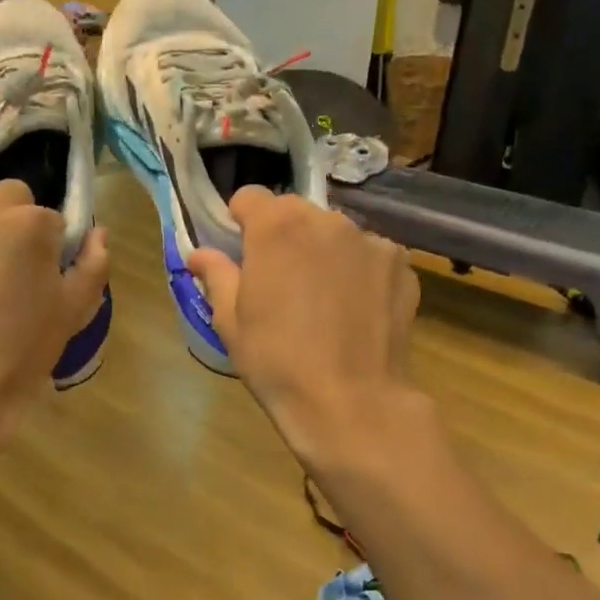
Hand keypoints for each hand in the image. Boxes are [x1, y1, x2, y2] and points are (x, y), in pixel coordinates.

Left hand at [0, 180, 107, 449]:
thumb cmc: (24, 351)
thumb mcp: (74, 310)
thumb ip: (93, 263)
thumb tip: (98, 233)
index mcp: (28, 224)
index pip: (50, 216)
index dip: (50, 244)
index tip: (43, 272)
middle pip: (8, 196)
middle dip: (13, 221)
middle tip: (8, 264)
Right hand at [187, 188, 418, 457]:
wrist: (352, 403)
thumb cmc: (278, 362)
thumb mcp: (230, 321)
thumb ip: (217, 275)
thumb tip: (199, 254)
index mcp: (277, 228)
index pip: (250, 197)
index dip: (239, 221)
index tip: (239, 252)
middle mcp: (327, 221)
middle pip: (295, 212)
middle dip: (282, 235)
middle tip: (279, 280)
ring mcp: (370, 240)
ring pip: (334, 232)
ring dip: (322, 251)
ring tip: (321, 299)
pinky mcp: (401, 264)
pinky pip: (369, 255)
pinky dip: (358, 271)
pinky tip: (354, 309)